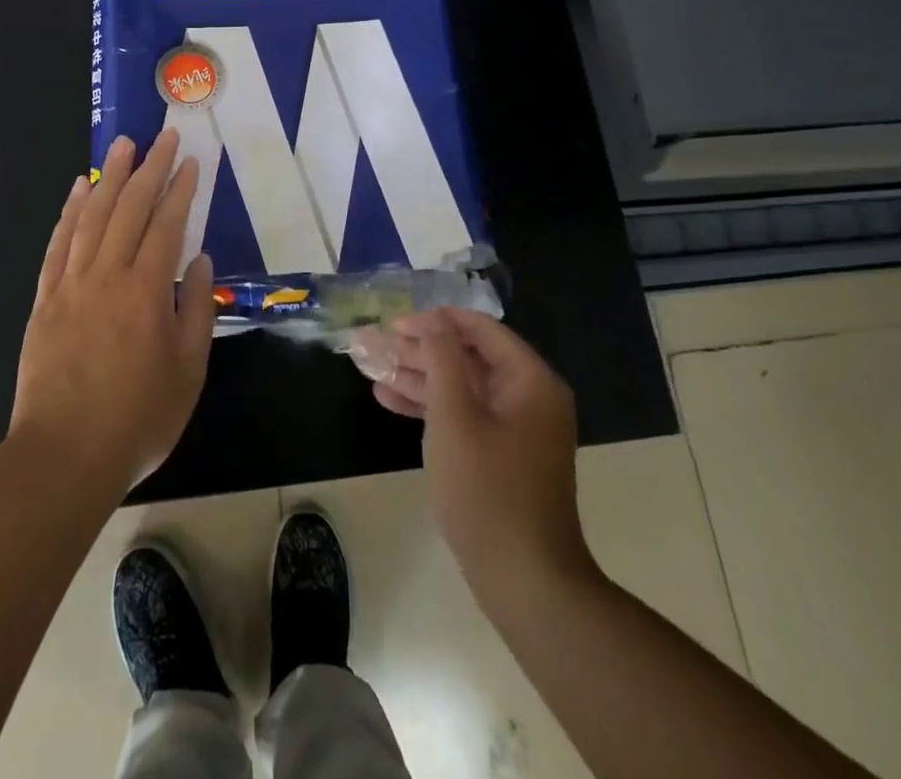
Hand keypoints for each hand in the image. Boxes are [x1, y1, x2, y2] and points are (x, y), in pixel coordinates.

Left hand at [10, 131, 215, 491]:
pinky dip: (69, 211)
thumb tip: (199, 262)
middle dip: (149, 168)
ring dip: (109, 177)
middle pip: (130, 208)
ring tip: (122, 146)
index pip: (167, 225)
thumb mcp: (188, 371)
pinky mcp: (45, 298)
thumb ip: (195, 310)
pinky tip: (78, 189)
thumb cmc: (137, 418)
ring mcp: (71, 283)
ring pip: (92, 216)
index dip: (180, 189)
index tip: (189, 161)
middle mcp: (108, 275)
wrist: (64, 455)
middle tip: (161, 137)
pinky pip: (58, 243)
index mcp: (146, 291)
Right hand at [357, 308, 596, 610]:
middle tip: (373, 342)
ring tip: (370, 366)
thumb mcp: (455, 416)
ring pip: (461, 385)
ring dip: (417, 375)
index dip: (434, 321)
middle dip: (418, 349)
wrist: (526, 581)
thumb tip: (432, 318)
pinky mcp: (502, 454)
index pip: (479, 328)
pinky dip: (430, 406)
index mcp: (530, 380)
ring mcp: (516, 427)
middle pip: (467, 356)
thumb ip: (442, 358)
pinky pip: (464, 414)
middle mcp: (528, 396)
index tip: (394, 322)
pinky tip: (388, 398)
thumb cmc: (487, 489)